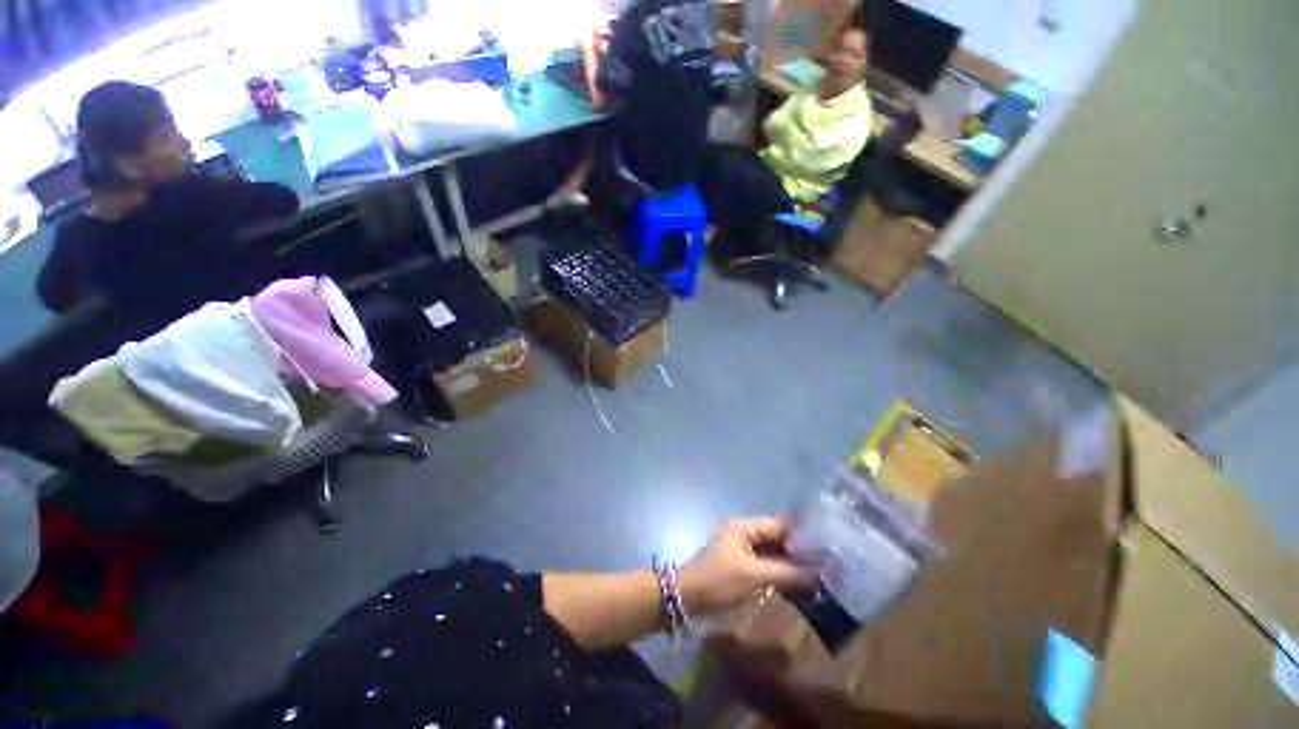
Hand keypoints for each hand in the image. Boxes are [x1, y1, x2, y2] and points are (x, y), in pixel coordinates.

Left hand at [678, 517, 817, 615]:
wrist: (686, 596)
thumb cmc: (719, 580)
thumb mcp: (753, 576)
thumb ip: (786, 572)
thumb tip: (818, 572)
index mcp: (745, 526)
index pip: (780, 525)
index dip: (803, 536)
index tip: (828, 547)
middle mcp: (745, 532)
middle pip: (777, 538)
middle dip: (799, 552)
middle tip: (828, 565)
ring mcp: (742, 549)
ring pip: (773, 553)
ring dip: (791, 564)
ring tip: (819, 576)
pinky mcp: (741, 565)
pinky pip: (766, 565)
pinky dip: (781, 573)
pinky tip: (799, 584)